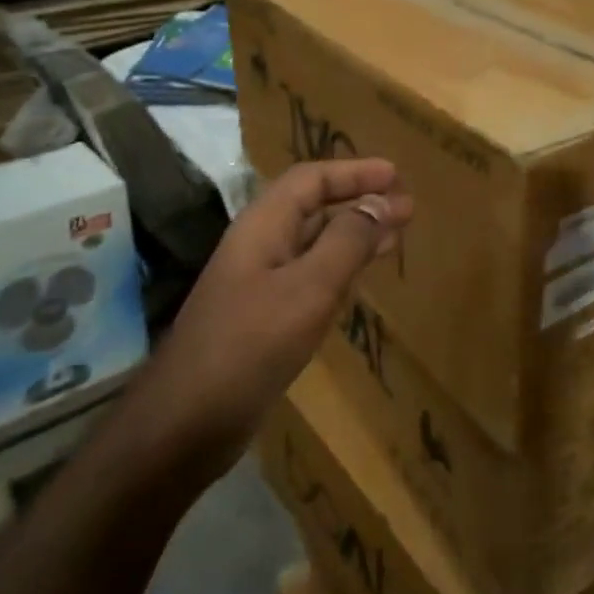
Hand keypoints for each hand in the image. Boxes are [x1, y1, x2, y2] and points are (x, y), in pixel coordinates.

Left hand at [160, 159, 412, 458]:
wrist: (187, 422)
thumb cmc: (250, 345)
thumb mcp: (308, 288)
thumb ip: (347, 241)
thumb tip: (381, 201)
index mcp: (263, 226)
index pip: (311, 179)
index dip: (354, 171)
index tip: (396, 176)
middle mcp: (259, 246)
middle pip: (313, 207)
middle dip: (359, 201)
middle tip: (406, 207)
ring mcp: (258, 283)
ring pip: (313, 243)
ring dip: (353, 235)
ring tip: (394, 237)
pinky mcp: (262, 318)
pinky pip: (308, 278)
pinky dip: (339, 269)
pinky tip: (358, 281)